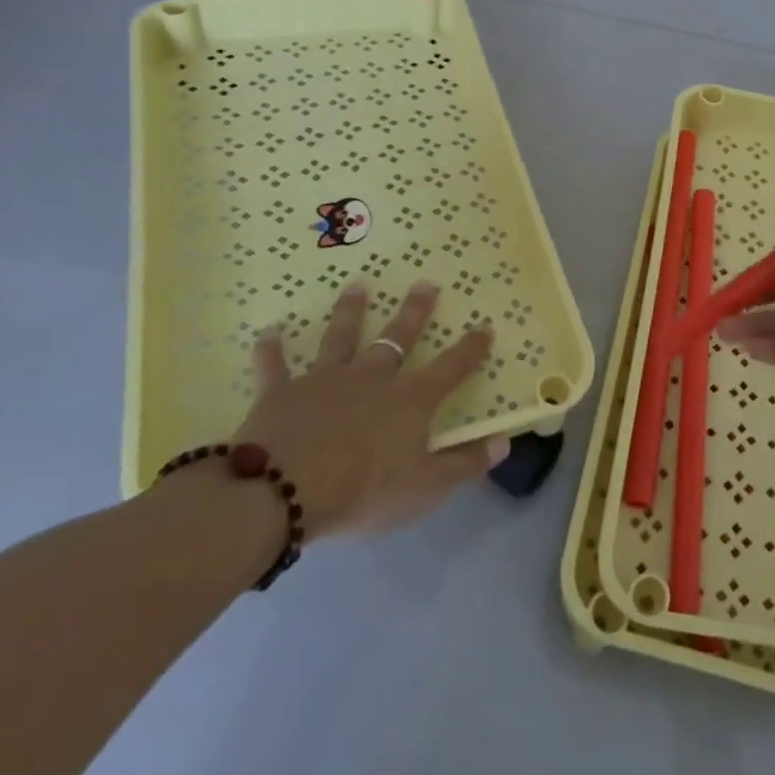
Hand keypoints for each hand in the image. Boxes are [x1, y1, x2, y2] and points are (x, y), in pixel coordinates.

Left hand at [232, 280, 509, 537]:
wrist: (283, 491)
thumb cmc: (364, 491)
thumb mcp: (426, 487)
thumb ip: (465, 464)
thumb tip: (505, 441)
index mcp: (409, 400)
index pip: (450, 368)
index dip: (470, 348)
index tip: (484, 326)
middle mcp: (372, 378)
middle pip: (398, 338)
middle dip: (414, 311)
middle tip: (424, 283)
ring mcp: (325, 380)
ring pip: (341, 338)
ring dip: (350, 311)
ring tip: (357, 285)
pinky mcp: (282, 393)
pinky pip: (275, 366)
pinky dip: (271, 349)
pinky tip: (269, 330)